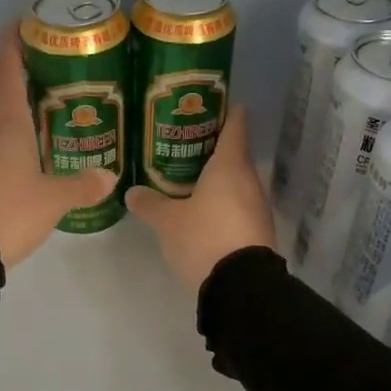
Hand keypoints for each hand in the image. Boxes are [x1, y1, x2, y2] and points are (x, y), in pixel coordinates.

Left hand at [0, 24, 119, 268]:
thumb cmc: (9, 210)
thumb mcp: (54, 200)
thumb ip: (83, 185)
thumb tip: (109, 177)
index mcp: (6, 121)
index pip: (7, 67)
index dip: (14, 41)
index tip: (23, 22)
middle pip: (4, 94)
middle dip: (27, 83)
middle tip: (60, 84)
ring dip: (18, 118)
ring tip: (49, 125)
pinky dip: (7, 146)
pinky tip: (26, 164)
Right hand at [125, 106, 275, 290]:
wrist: (242, 287)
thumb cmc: (205, 238)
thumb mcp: (168, 222)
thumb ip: (150, 204)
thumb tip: (132, 192)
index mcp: (230, 165)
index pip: (235, 124)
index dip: (225, 110)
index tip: (211, 102)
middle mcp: (249, 180)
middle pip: (234, 153)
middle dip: (211, 146)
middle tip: (181, 143)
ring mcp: (257, 206)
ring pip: (236, 181)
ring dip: (216, 177)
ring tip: (187, 176)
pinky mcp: (258, 230)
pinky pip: (238, 205)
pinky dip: (222, 201)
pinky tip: (202, 210)